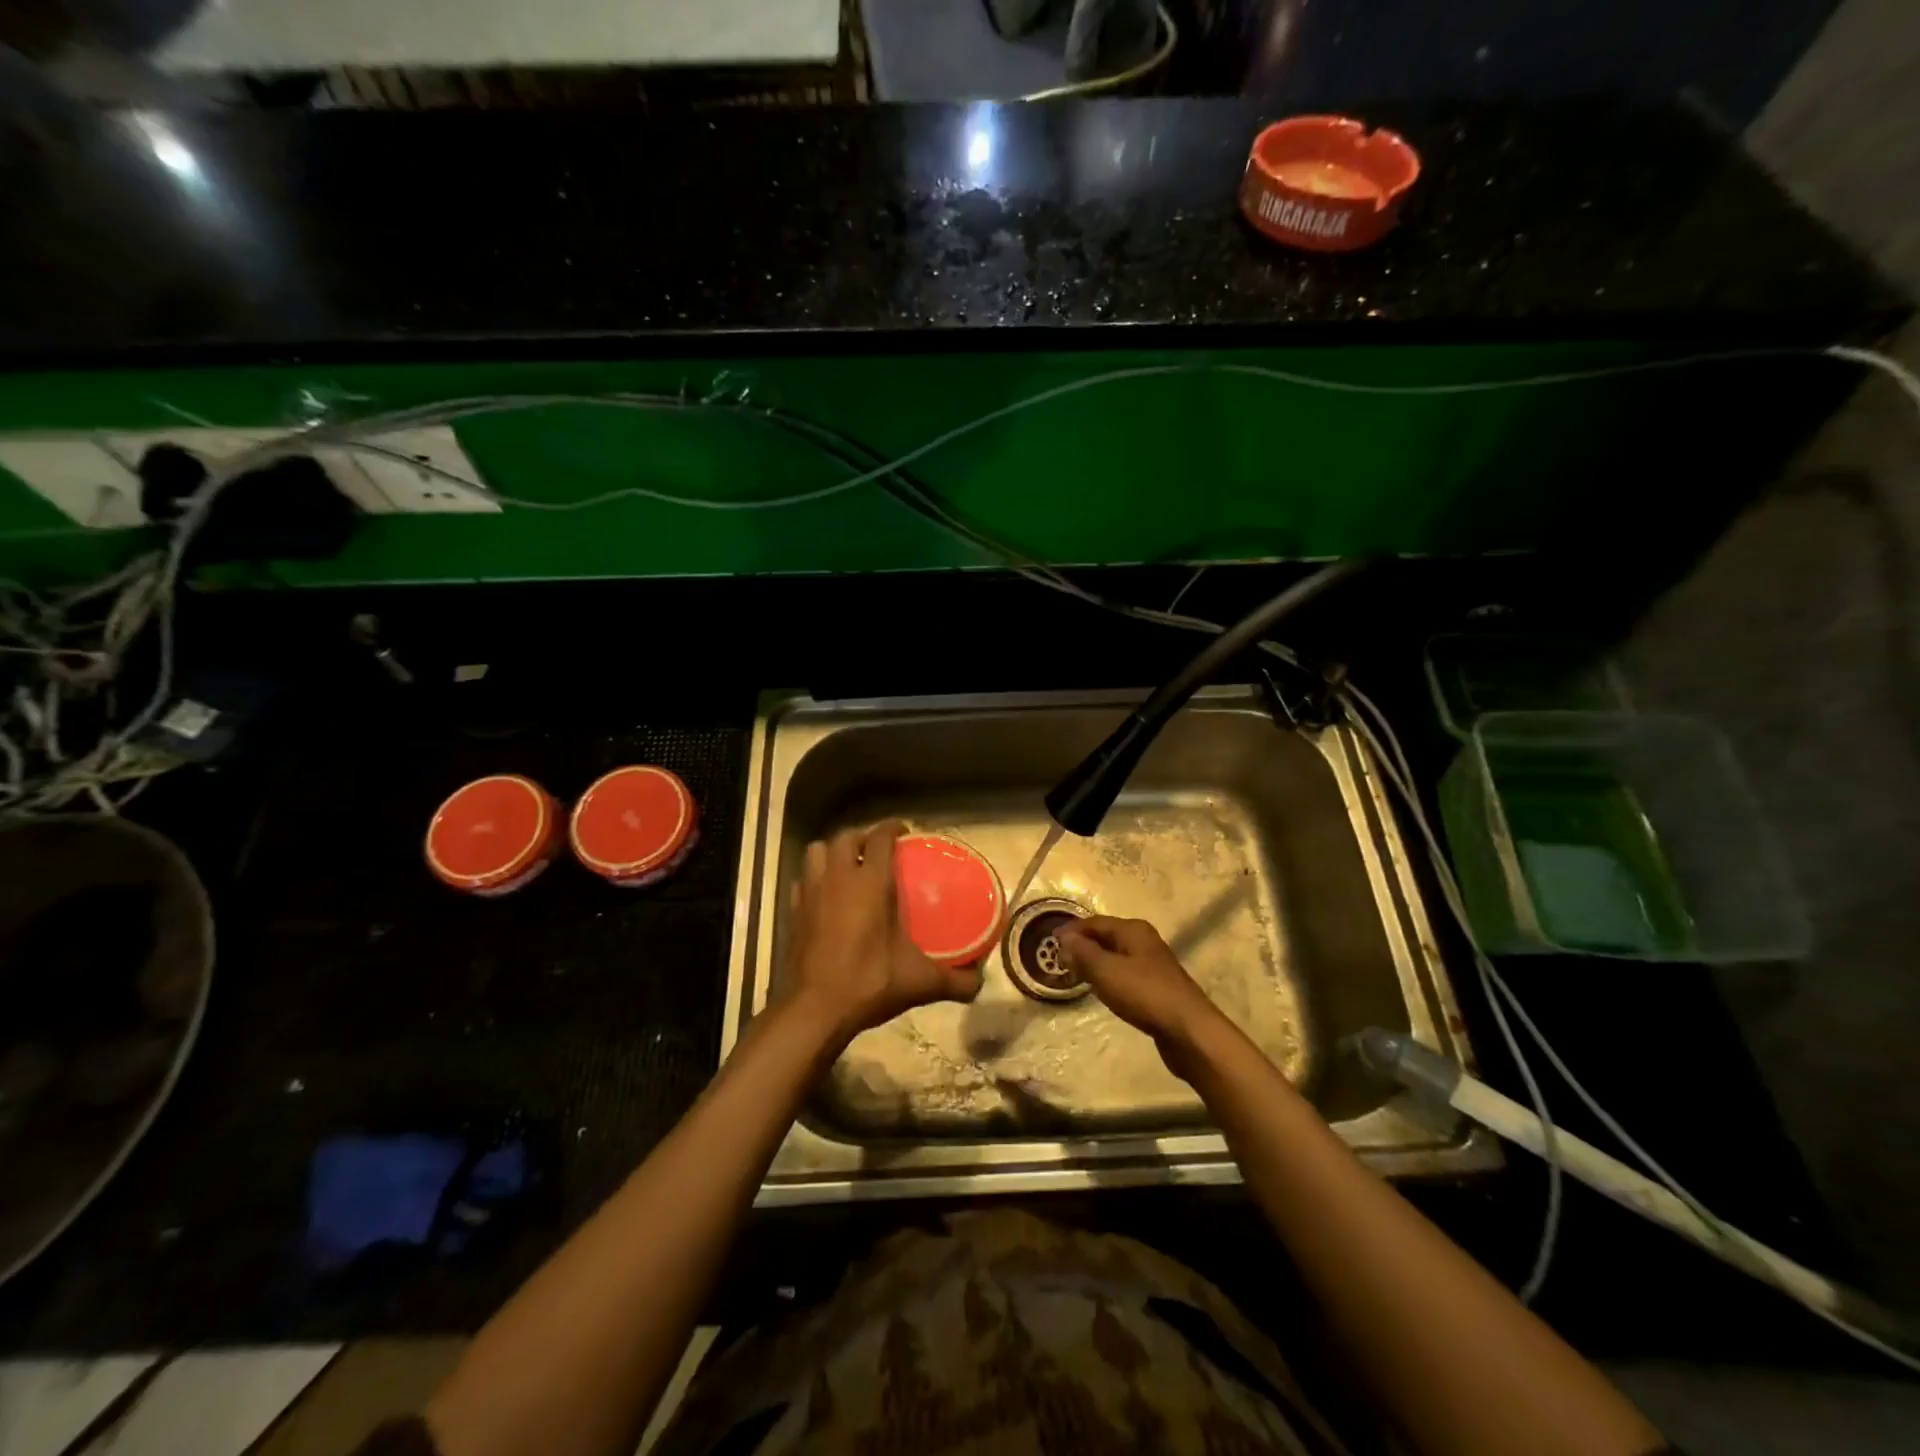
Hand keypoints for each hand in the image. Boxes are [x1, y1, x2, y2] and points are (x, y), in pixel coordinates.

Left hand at [782, 821, 982, 1046]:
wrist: (816, 1009)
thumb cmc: (869, 983)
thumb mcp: (919, 982)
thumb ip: (954, 981)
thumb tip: (980, 982)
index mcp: (870, 882)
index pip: (880, 837)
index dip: (892, 827)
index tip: (904, 830)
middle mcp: (838, 878)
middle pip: (846, 837)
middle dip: (862, 837)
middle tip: (878, 850)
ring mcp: (811, 893)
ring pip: (817, 851)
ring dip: (833, 852)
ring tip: (848, 866)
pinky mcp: (793, 911)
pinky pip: (802, 880)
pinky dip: (814, 879)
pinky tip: (825, 896)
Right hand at [1055, 916, 1222, 1057]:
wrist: (1188, 1030)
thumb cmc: (1144, 994)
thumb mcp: (1106, 970)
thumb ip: (1082, 952)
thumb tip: (1063, 936)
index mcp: (1133, 930)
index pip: (1095, 922)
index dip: (1072, 930)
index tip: (1050, 942)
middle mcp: (1144, 941)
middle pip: (1107, 937)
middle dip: (1083, 946)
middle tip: (1059, 960)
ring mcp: (1153, 965)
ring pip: (1116, 956)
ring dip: (1095, 963)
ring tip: (1075, 975)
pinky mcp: (1157, 987)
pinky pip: (1125, 974)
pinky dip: (1109, 978)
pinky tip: (1102, 991)